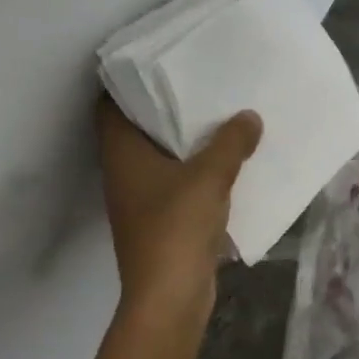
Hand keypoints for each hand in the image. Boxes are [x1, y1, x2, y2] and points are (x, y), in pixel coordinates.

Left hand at [96, 96, 261, 311]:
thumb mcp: (210, 175)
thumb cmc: (176, 226)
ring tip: (218, 115)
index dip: (126, 82)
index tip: (159, 61)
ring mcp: (140, 199)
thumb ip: (231, 142)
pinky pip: (177, 181)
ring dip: (184, 140)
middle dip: (164, 107)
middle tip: (199, 82)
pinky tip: (227, 161)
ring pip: (159, 156)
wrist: (169, 297)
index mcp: (122, 154)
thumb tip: (249, 116)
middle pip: (137, 129)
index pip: (109, 106)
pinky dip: (195, 169)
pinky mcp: (160, 221)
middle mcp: (123, 172)